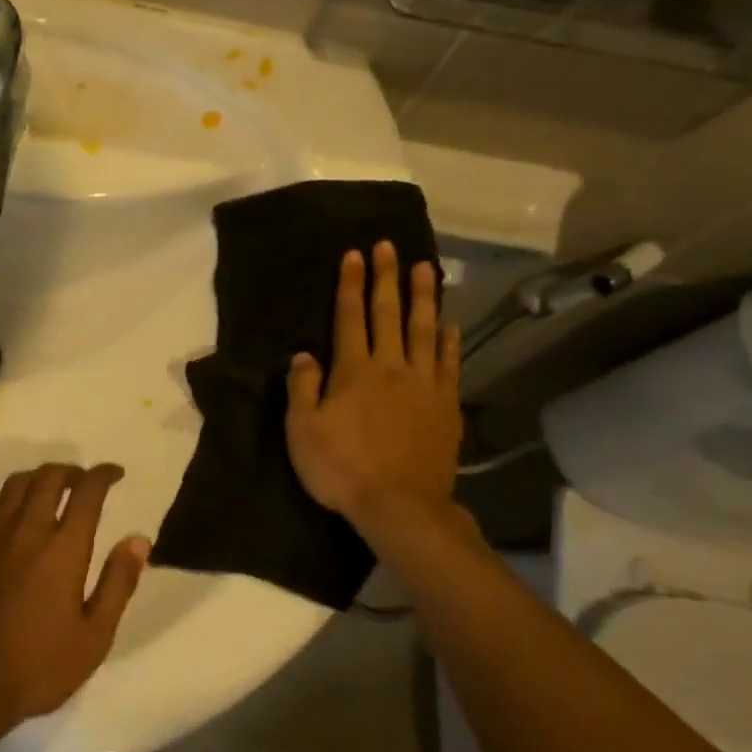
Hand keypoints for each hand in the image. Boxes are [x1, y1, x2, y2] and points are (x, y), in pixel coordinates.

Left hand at [0, 464, 149, 736]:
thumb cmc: (37, 668)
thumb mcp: (94, 637)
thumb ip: (118, 583)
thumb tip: (138, 539)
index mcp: (63, 549)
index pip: (87, 492)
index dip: (103, 475)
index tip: (115, 474)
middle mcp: (27, 531)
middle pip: (49, 478)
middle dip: (71, 471)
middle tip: (83, 482)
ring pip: (13, 485)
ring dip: (36, 479)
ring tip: (48, 490)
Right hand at [286, 244, 462, 532]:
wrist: (400, 505)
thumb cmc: (342, 468)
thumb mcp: (303, 431)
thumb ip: (303, 388)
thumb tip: (304, 355)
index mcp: (354, 371)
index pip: (350, 318)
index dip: (351, 285)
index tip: (354, 254)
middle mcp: (391, 368)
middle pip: (389, 315)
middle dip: (386, 278)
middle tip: (389, 246)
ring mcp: (423, 385)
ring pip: (423, 331)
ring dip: (424, 298)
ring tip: (425, 268)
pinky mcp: (445, 406)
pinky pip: (447, 364)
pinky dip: (448, 341)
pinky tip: (449, 325)